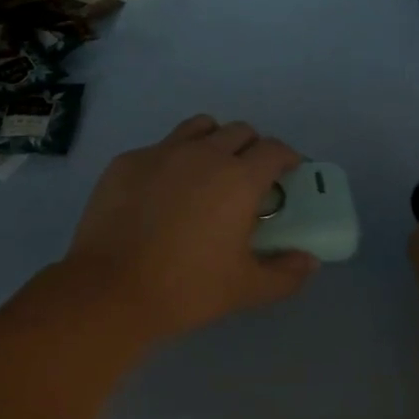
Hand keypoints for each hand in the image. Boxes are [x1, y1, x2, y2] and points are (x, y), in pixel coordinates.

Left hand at [63, 114, 317, 345]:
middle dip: (251, 148)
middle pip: (240, 131)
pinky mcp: (127, 161)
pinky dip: (171, 160)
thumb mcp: (245, 289)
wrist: (109, 291)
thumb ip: (285, 274)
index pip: (275, 149)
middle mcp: (205, 153)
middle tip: (247, 178)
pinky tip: (161, 192)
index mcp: (239, 178)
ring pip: (200, 127)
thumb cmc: (186, 289)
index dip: (286, 158)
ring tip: (207, 171)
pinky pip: (159, 147)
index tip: (287, 174)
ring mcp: (162, 152)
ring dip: (213, 141)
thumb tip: (310, 262)